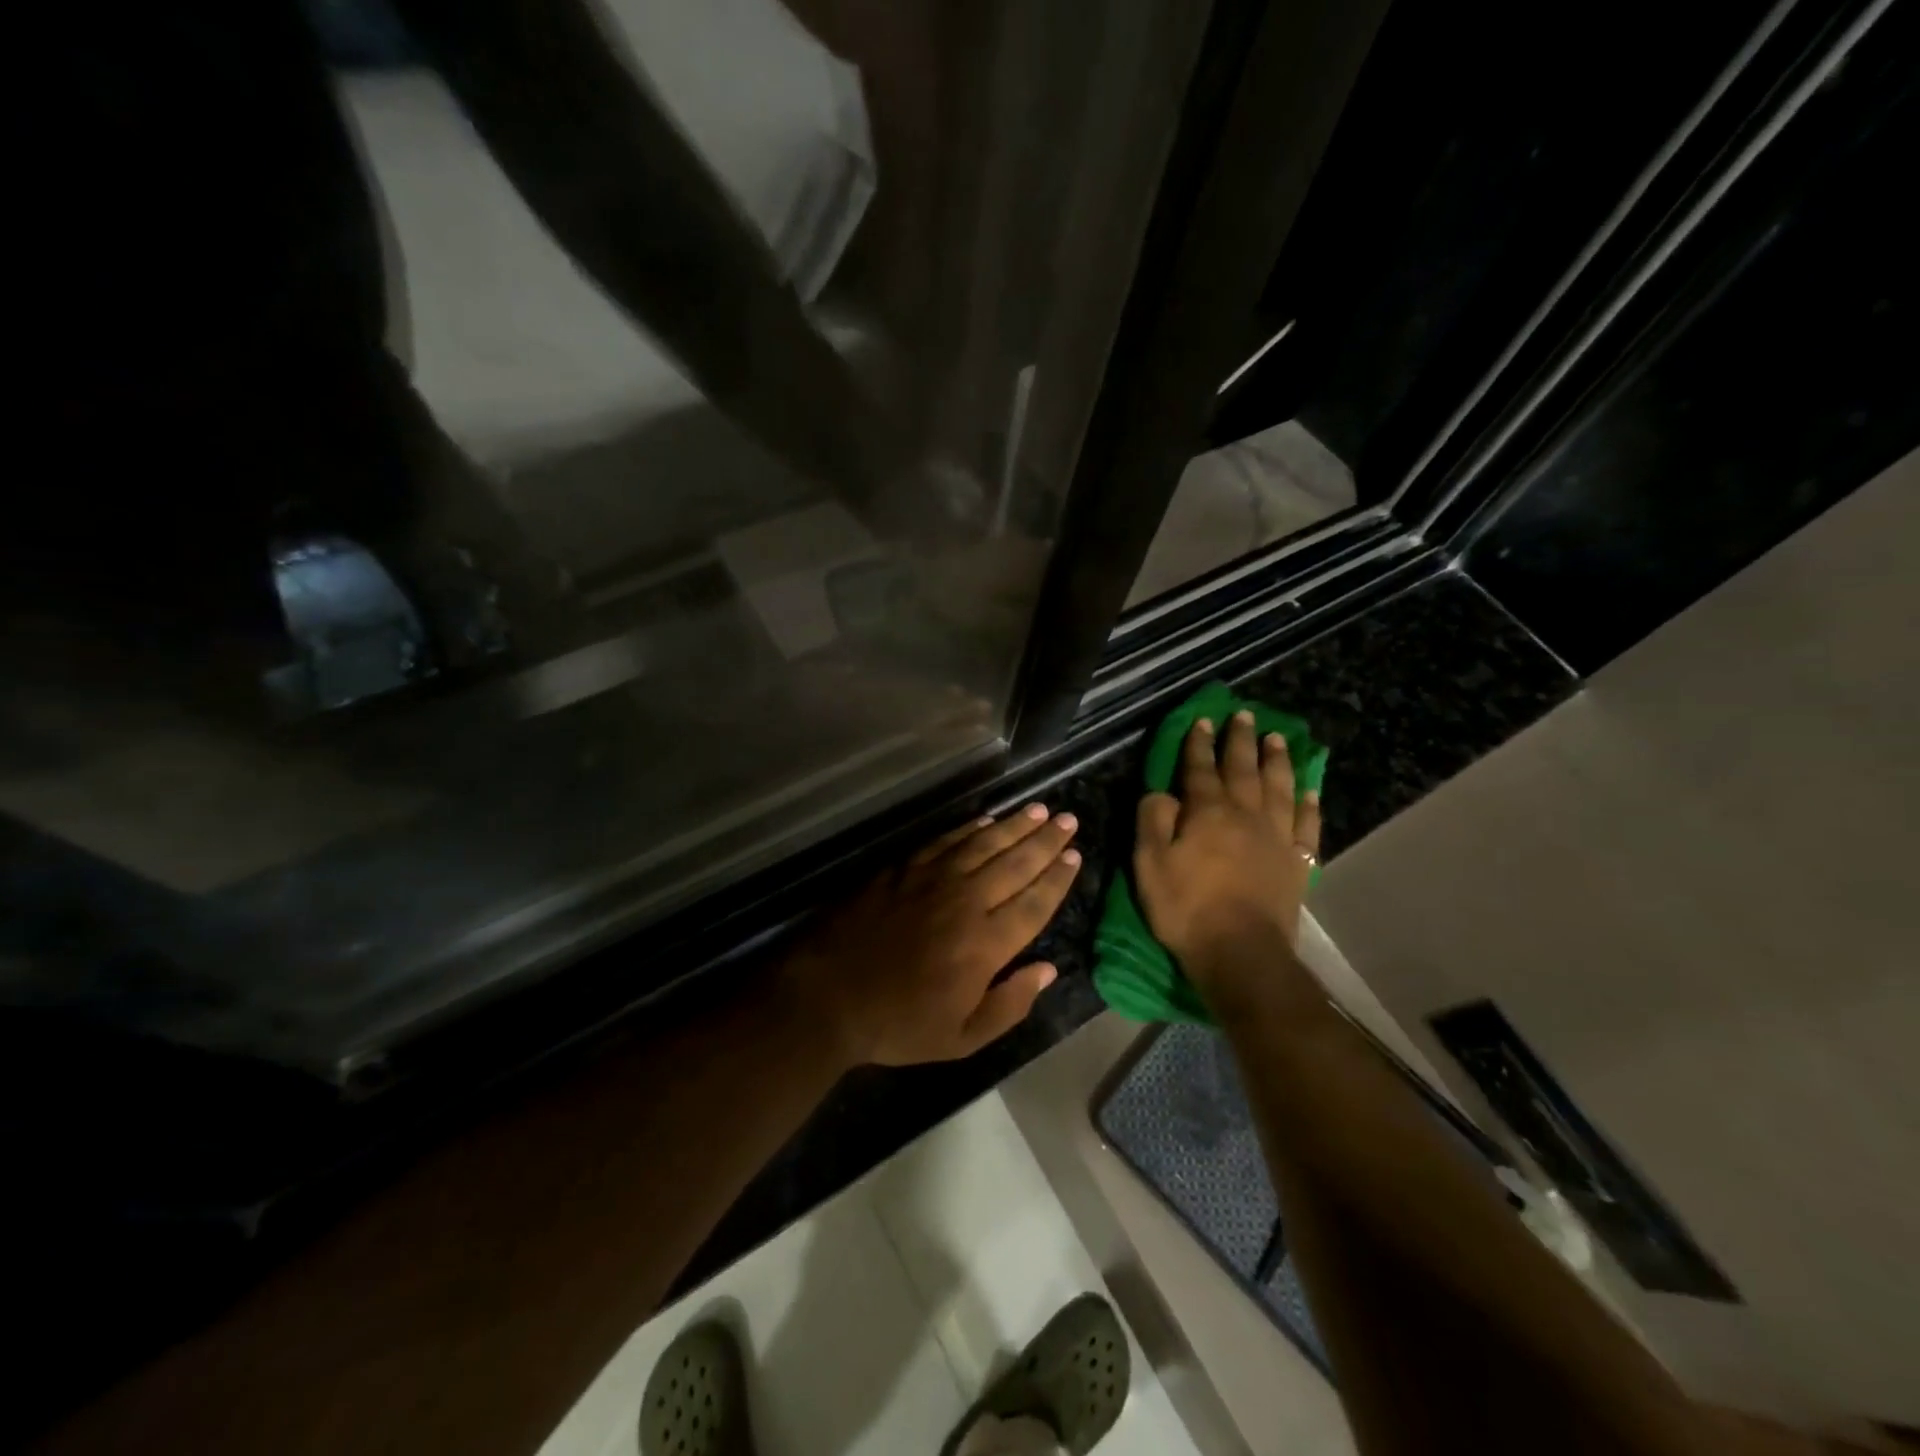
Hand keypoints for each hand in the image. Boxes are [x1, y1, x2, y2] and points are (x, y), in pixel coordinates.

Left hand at [789, 804, 1081, 1066]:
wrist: (828, 994)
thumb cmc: (898, 1023)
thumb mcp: (961, 1039)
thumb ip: (1010, 1005)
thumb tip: (1048, 970)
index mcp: (987, 943)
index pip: (1035, 902)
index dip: (1058, 878)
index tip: (1075, 856)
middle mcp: (967, 901)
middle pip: (1016, 863)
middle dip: (1046, 841)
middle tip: (1068, 820)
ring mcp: (933, 878)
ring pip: (985, 844)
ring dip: (1015, 825)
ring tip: (1038, 810)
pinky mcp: (904, 867)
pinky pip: (946, 840)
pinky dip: (970, 828)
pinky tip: (985, 820)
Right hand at [1133, 711, 1321, 992]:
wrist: (1242, 953)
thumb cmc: (1187, 908)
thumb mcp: (1150, 864)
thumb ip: (1153, 821)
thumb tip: (1162, 792)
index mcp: (1207, 812)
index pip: (1200, 769)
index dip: (1199, 744)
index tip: (1202, 720)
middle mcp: (1245, 815)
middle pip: (1243, 769)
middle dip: (1240, 741)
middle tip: (1244, 715)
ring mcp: (1277, 837)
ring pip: (1279, 787)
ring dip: (1277, 760)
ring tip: (1277, 738)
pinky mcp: (1297, 861)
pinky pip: (1307, 824)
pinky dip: (1309, 804)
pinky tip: (1310, 791)